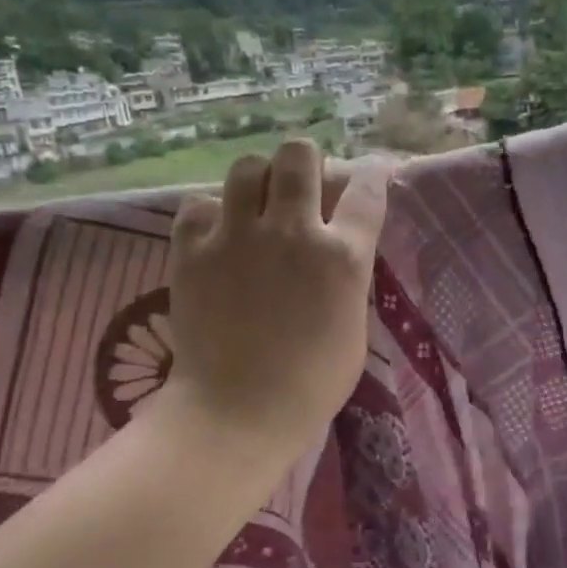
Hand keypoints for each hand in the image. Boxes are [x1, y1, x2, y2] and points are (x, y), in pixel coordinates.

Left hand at [158, 139, 390, 462]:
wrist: (238, 411)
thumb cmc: (312, 382)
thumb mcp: (353, 324)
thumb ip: (348, 276)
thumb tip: (337, 248)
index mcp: (343, 256)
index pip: (367, 190)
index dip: (373, 172)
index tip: (371, 170)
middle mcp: (293, 231)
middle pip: (300, 156)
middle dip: (307, 161)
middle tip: (302, 183)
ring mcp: (238, 236)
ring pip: (247, 167)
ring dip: (258, 179)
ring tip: (255, 202)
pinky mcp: (193, 249)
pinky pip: (198, 204)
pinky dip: (210, 214)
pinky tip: (216, 235)